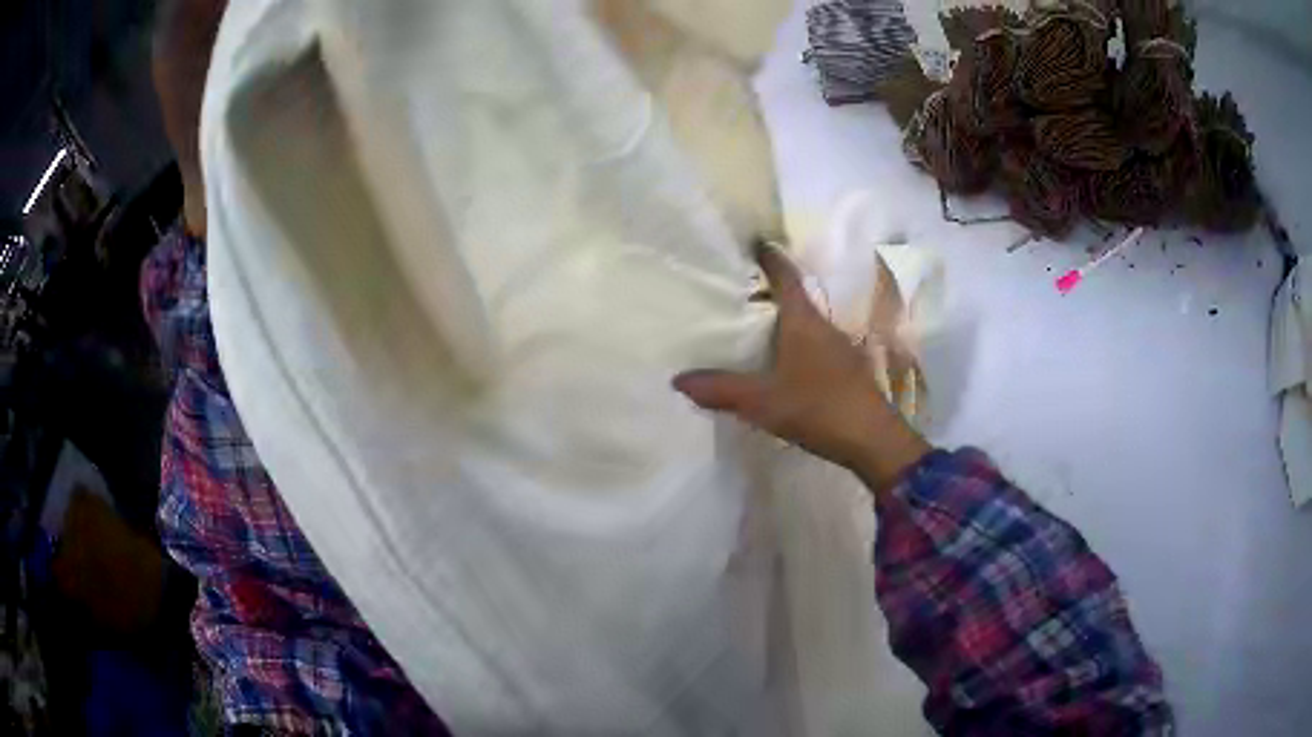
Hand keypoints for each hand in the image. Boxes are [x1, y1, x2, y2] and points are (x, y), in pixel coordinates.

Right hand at [673, 244, 929, 493]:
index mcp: (804, 322)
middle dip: (772, 292)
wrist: (873, 441)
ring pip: (808, 325)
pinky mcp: (849, 371)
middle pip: (797, 300)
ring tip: (759, 329)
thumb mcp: (762, 401)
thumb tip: (678, 379)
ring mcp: (841, 349)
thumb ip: (721, 389)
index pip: (786, 278)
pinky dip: (798, 346)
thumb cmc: (817, 408)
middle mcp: (824, 327)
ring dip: (787, 322)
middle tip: (742, 291)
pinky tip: (787, 366)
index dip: (771, 258)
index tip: (756, 242)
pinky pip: (817, 347)